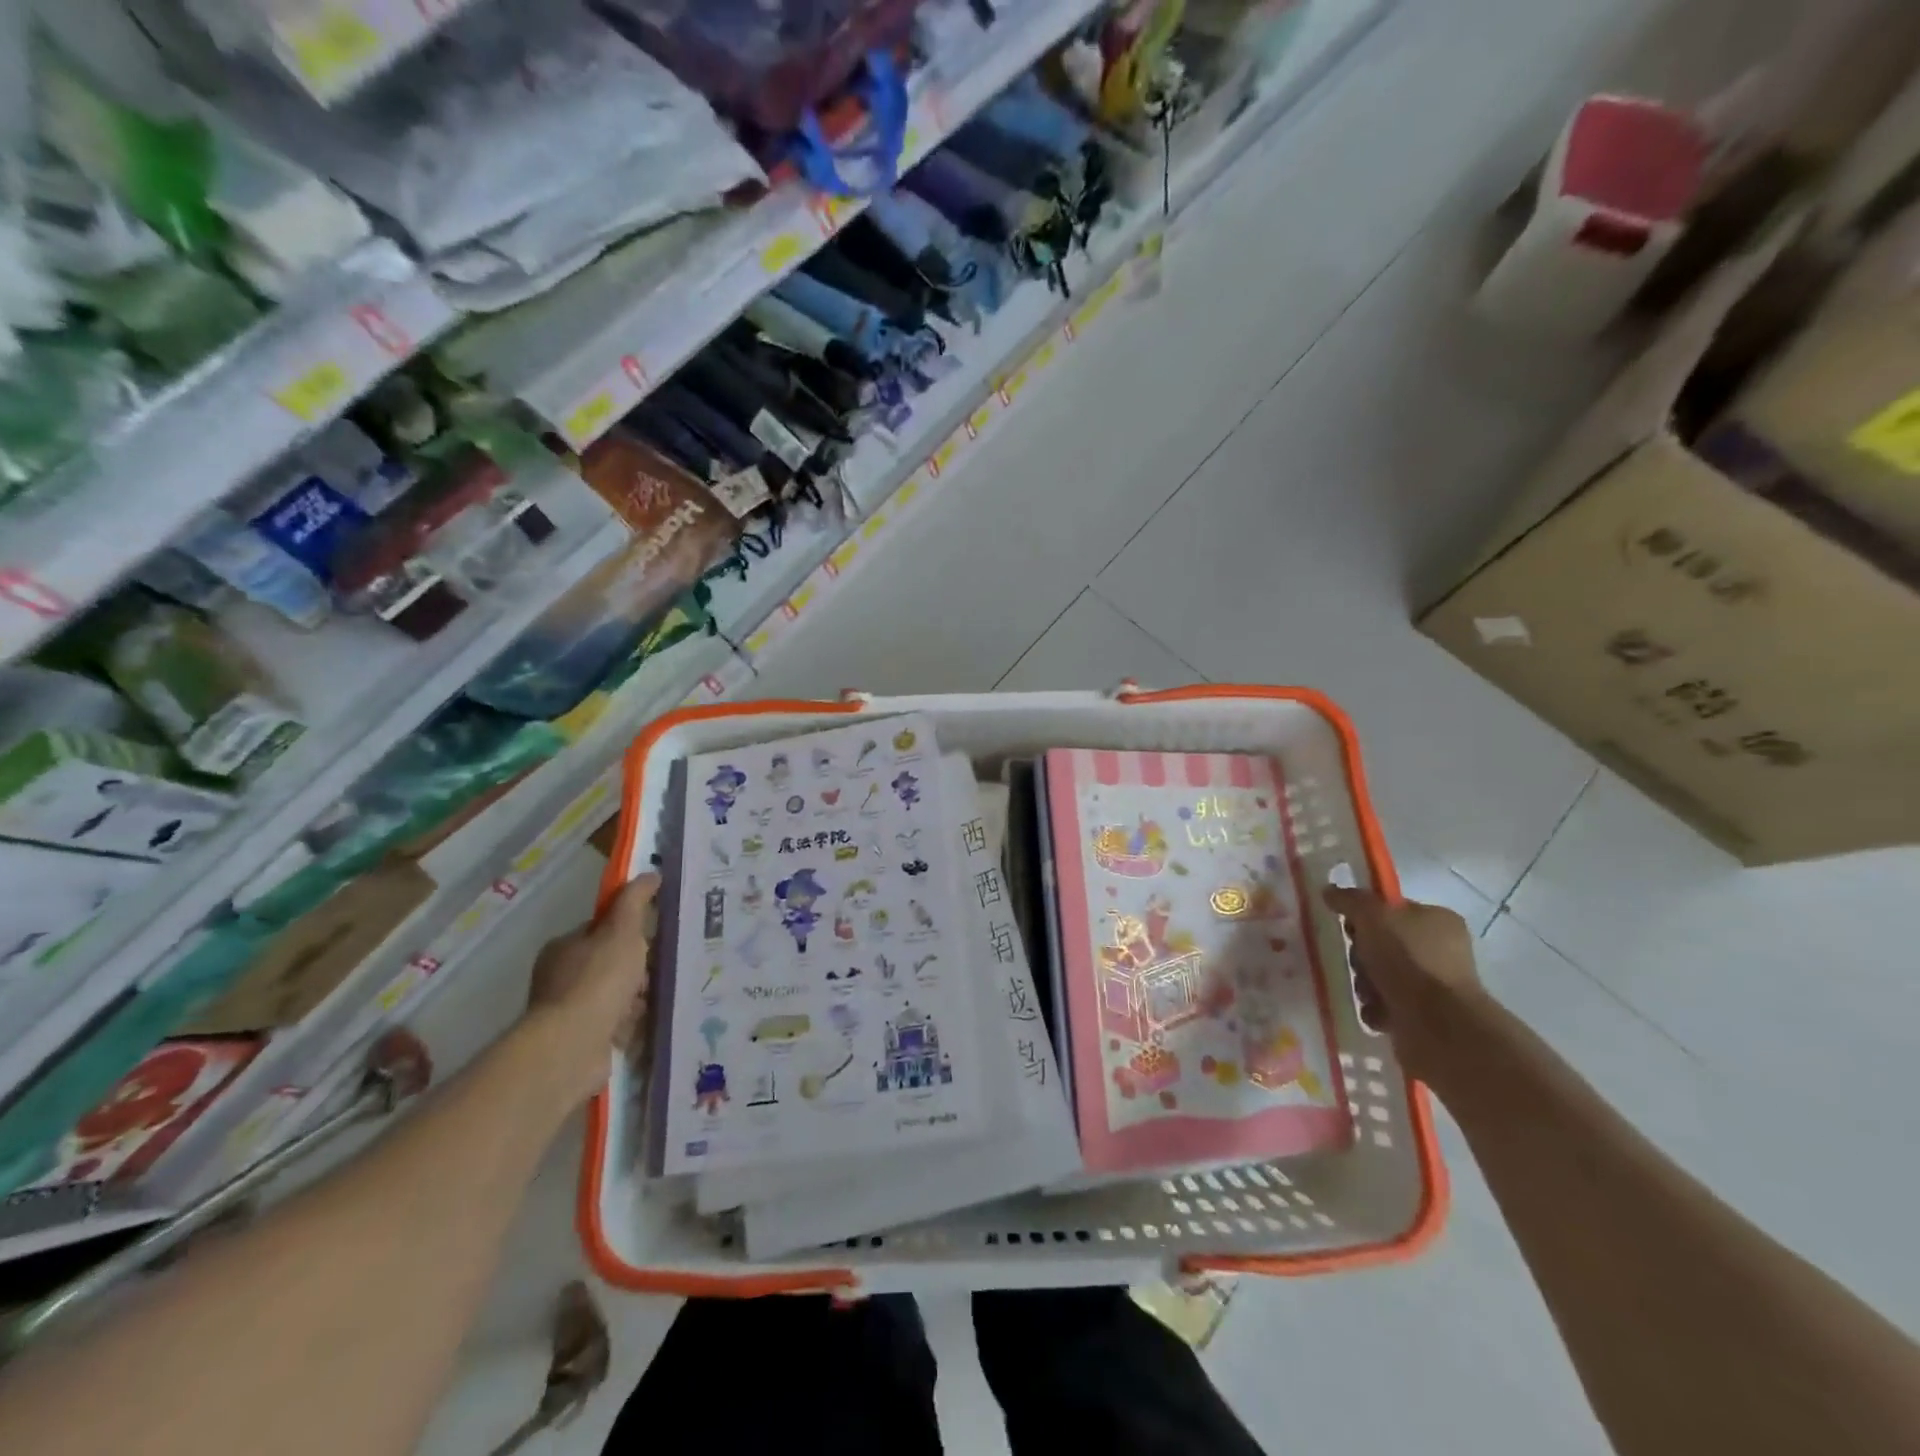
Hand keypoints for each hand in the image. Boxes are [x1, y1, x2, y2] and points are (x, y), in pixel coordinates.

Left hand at [525, 875, 658, 1109]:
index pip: (601, 931)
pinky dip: (631, 1026)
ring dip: (637, 1000)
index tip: (653, 939)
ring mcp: (569, 1012)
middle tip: (658, 973)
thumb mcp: (622, 931)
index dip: (629, 932)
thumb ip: (635, 902)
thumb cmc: (598, 981)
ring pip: (616, 997)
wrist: (572, 1046)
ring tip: (655, 1002)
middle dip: (638, 971)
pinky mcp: (580, 1042)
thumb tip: (649, 873)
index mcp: (564, 948)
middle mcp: (561, 978)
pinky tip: (646, 1025)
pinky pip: (615, 1026)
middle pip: (612, 965)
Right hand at [1322, 887, 1484, 1085]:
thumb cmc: (1409, 960)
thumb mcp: (1373, 915)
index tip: (1350, 926)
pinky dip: (1375, 1007)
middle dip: (1362, 955)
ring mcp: (1434, 985)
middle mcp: (1440, 950)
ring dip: (1365, 983)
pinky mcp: (1424, 1016)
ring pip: (1379, 975)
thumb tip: (1329, 891)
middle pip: (1382, 943)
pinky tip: (1376, 1011)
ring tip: (1369, 992)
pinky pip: (1385, 1004)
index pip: (1393, 908)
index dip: (1366, 915)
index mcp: (1438, 920)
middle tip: (1360, 961)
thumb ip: (1350, 900)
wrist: (1437, 1025)